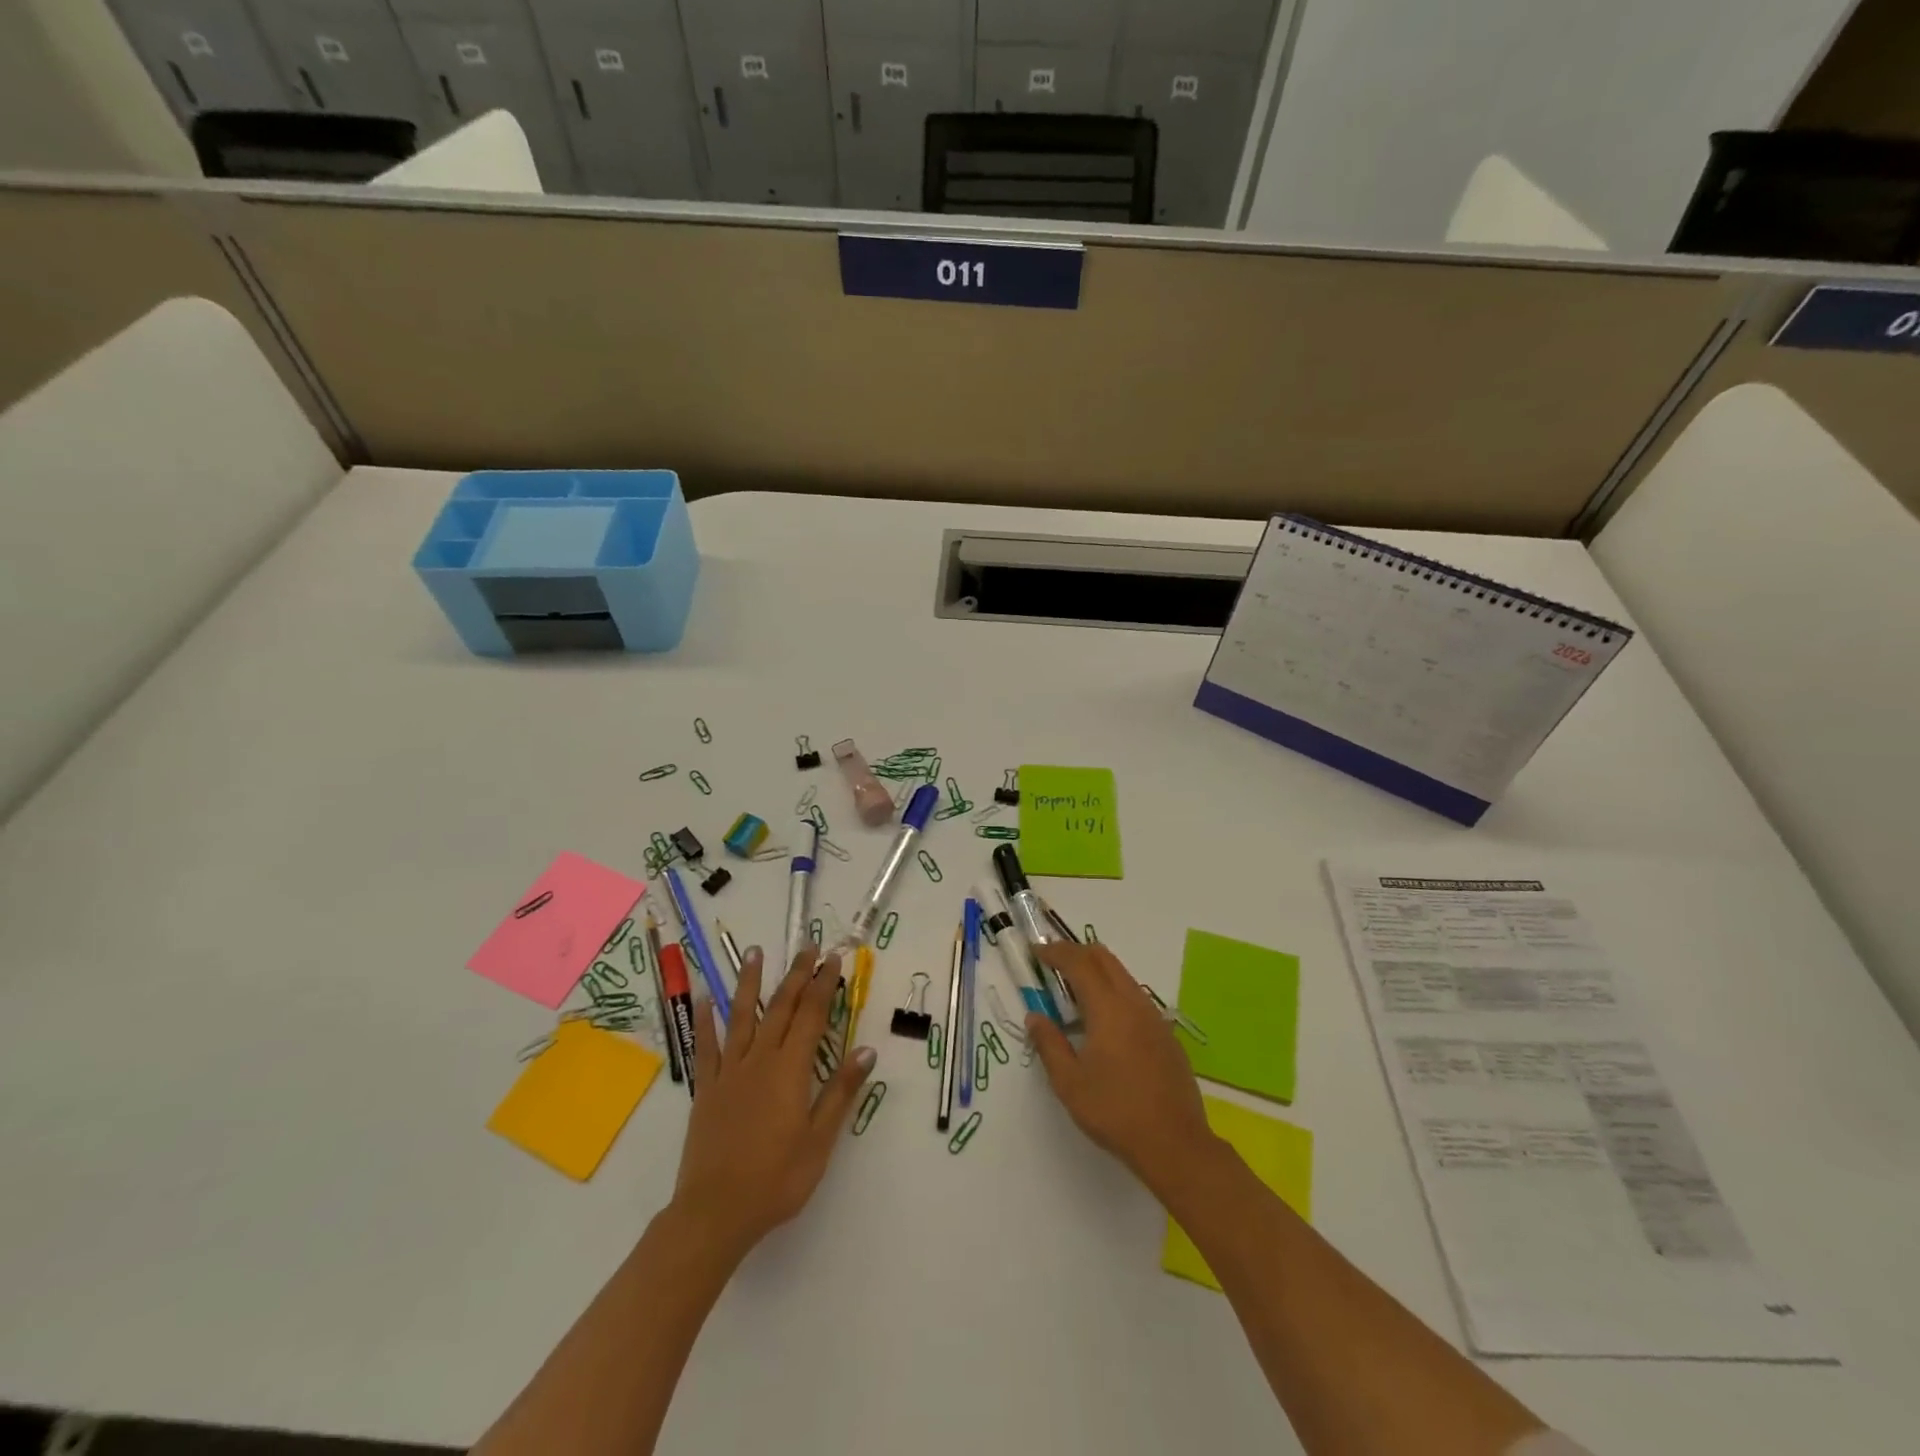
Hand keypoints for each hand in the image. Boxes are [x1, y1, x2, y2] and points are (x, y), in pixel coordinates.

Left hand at [672, 946, 874, 1258]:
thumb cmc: (776, 1180)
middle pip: (781, 1008)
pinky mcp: (707, 1088)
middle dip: (797, 975)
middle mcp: (760, 1060)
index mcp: (790, 1070)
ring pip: (742, 1017)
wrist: (715, 1212)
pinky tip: (707, 998)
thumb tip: (866, 1050)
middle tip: (808, 947)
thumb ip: (840, 1092)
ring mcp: (730, 1072)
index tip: (833, 959)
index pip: (812, 1016)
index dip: (824, 985)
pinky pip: (706, 1047)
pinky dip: (707, 1020)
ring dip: (751, 982)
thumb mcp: (819, 1141)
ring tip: (756, 952)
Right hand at [1027, 941, 1215, 1196]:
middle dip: (1076, 952)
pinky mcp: (1166, 1034)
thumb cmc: (1115, 1111)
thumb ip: (1049, 1044)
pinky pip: (1135, 997)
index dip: (1055, 951)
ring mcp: (1154, 1017)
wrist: (1175, 1144)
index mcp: (1108, 1008)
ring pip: (1122, 975)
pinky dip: (1113, 992)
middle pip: (1104, 958)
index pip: (1079, 963)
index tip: (1036, 951)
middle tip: (1053, 963)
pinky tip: (1104, 1022)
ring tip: (1074, 991)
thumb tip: (1035, 1017)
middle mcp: (1134, 1002)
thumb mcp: (1069, 1082)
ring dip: (1097, 971)